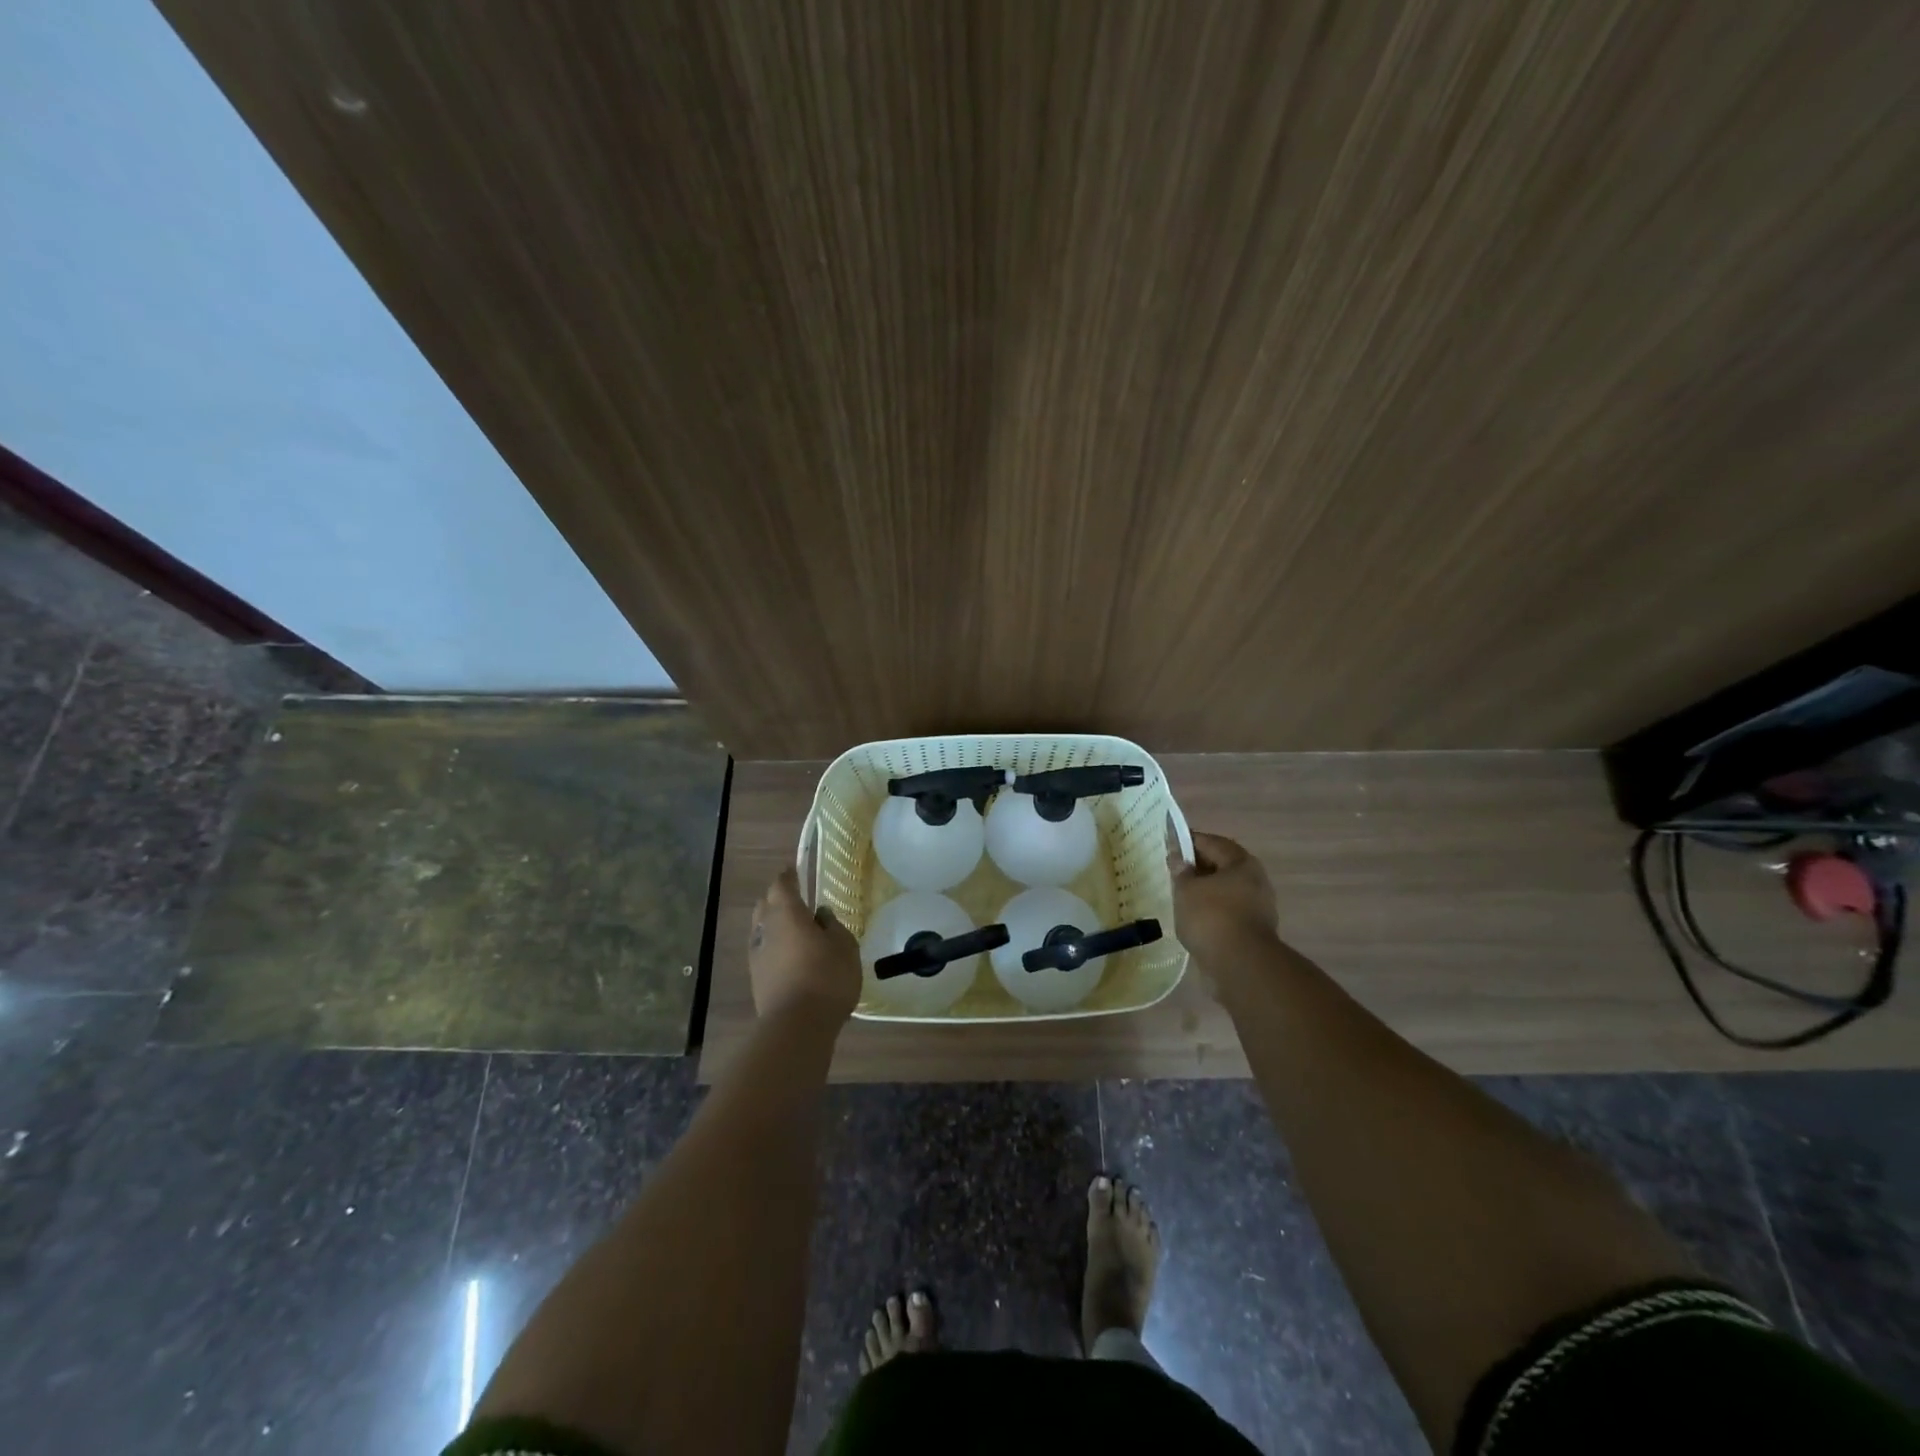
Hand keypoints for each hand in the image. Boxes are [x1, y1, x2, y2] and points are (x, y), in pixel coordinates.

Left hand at [749, 868, 860, 1022]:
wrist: (797, 1026)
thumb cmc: (826, 977)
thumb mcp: (845, 946)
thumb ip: (833, 925)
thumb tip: (820, 915)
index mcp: (786, 913)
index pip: (781, 884)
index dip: (788, 876)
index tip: (795, 871)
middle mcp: (765, 928)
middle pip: (765, 904)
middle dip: (778, 898)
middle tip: (797, 900)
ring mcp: (757, 954)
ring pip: (761, 928)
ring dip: (774, 923)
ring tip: (794, 929)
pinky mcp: (756, 978)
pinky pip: (763, 950)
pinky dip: (774, 946)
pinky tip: (789, 955)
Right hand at [1168, 830, 1279, 968]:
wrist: (1241, 965)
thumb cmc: (1211, 917)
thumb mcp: (1186, 889)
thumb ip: (1180, 870)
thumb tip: (1177, 857)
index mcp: (1241, 862)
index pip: (1211, 842)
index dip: (1188, 842)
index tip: (1168, 846)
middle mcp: (1255, 879)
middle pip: (1221, 866)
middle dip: (1197, 868)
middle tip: (1173, 873)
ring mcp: (1258, 906)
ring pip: (1226, 890)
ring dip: (1205, 891)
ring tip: (1180, 897)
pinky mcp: (1254, 929)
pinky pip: (1228, 911)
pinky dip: (1212, 911)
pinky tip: (1194, 919)